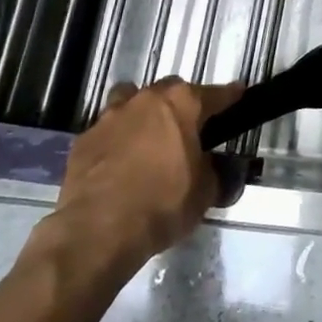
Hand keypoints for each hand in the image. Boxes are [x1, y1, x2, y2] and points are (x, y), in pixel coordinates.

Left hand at [30, 78, 242, 288]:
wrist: (98, 231)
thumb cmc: (162, 205)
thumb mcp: (205, 192)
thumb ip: (212, 170)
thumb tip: (210, 166)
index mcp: (181, 104)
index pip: (215, 94)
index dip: (230, 96)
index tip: (239, 94)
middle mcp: (145, 100)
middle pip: (170, 90)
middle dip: (180, 104)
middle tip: (188, 128)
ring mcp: (109, 117)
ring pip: (130, 100)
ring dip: (142, 113)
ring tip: (147, 138)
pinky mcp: (83, 140)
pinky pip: (106, 131)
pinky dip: (115, 140)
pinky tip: (118, 163)